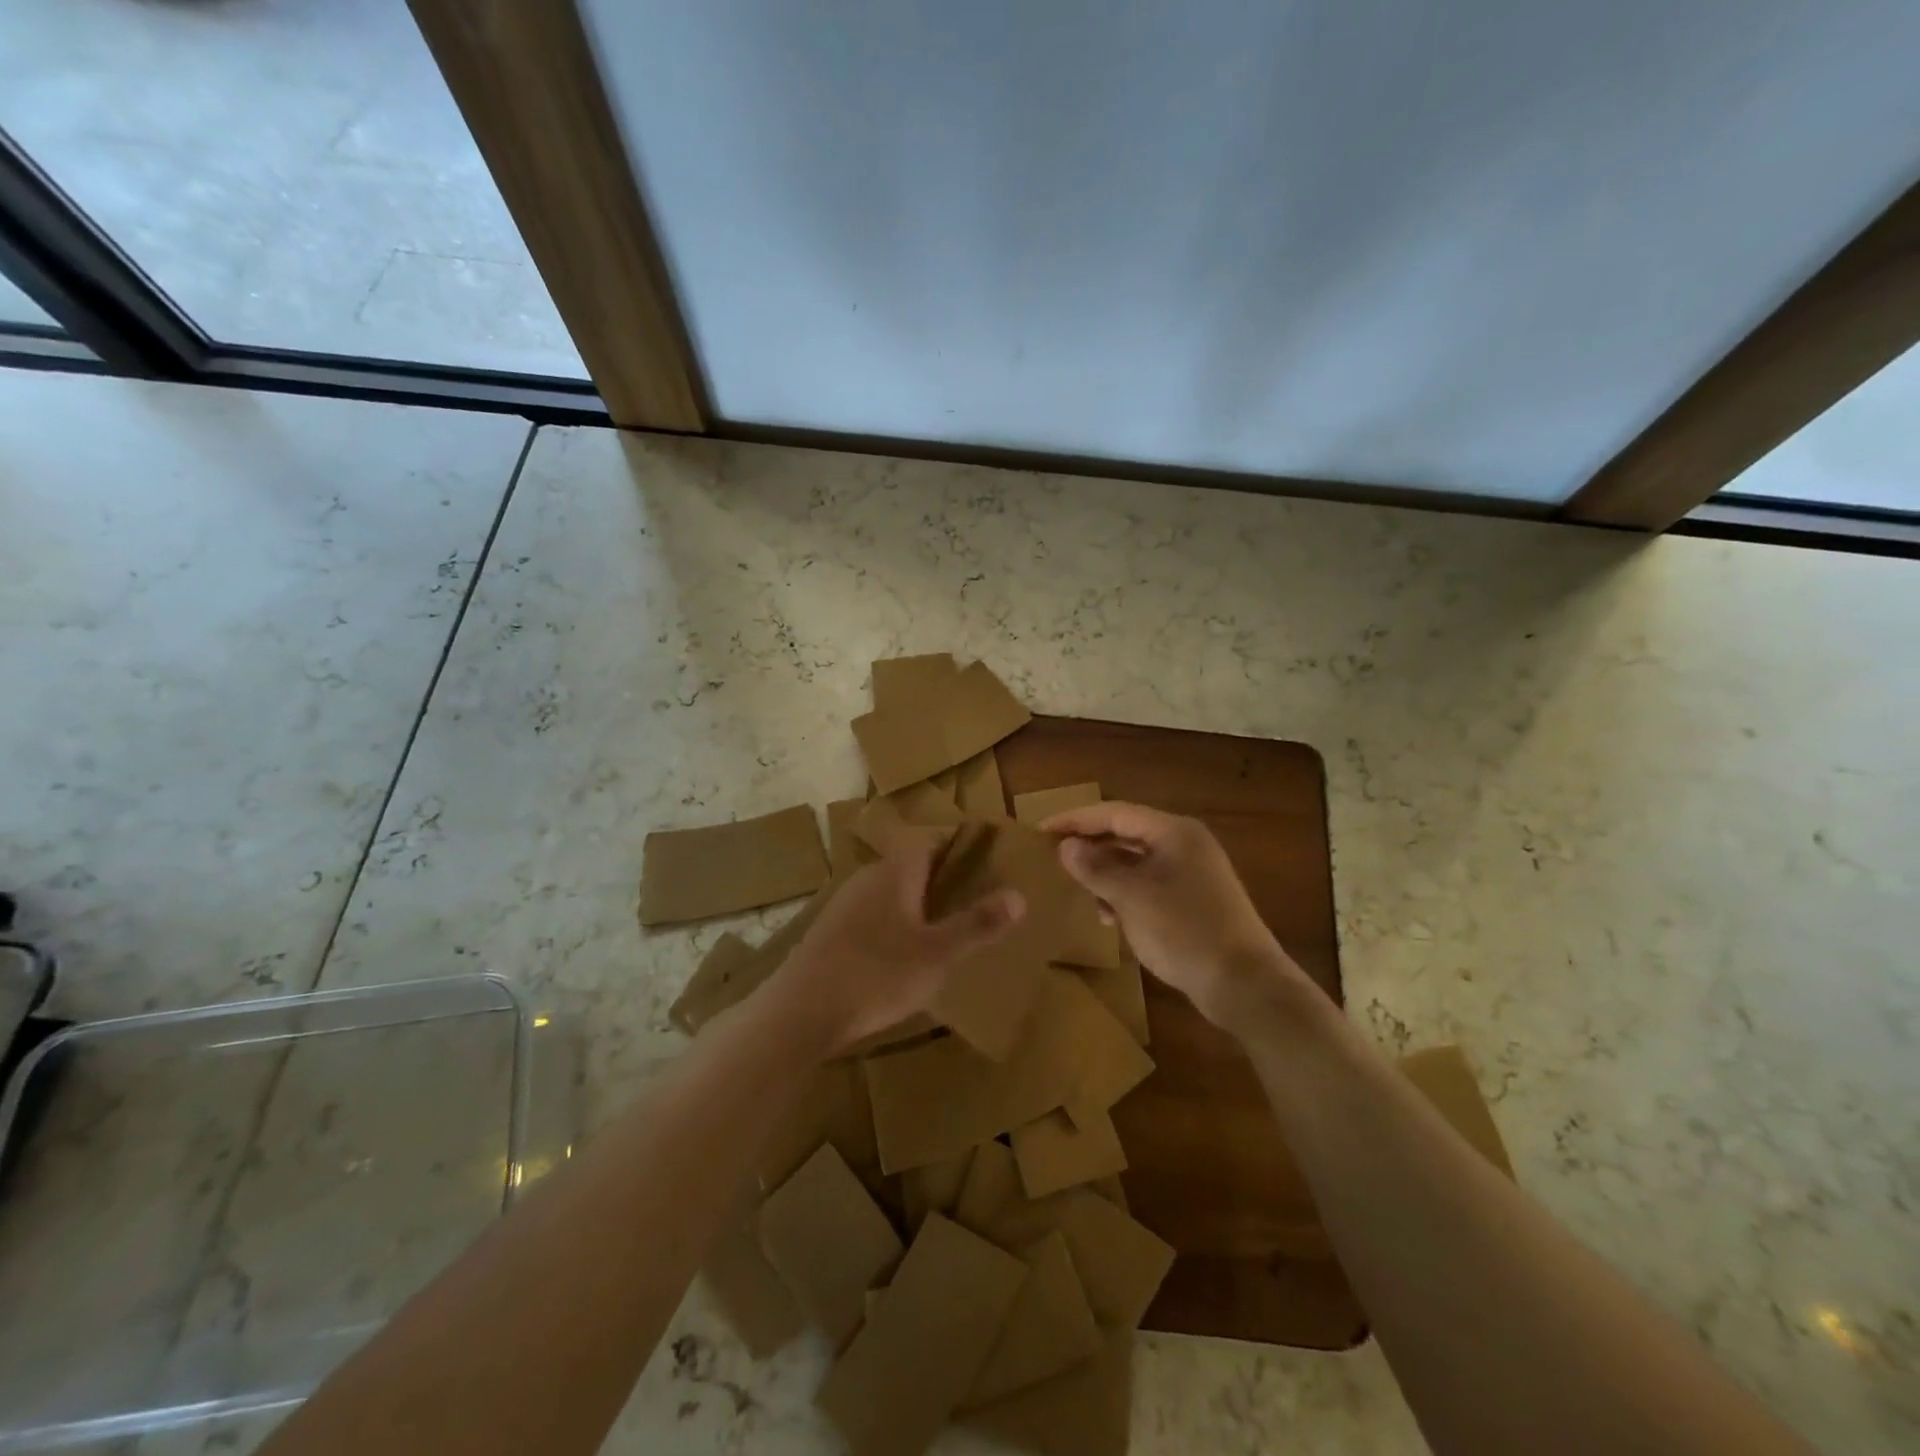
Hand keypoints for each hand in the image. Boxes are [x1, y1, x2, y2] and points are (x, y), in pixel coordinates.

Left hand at [770, 832, 1024, 1053]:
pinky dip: (893, 925)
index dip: (957, 845)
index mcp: (895, 872)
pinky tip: (901, 958)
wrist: (799, 1012)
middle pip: (910, 864)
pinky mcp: (829, 932)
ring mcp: (844, 904)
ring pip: (890, 892)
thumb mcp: (937, 955)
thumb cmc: (875, 975)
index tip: (984, 862)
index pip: (929, 839)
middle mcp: (868, 878)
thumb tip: (1019, 895)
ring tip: (944, 931)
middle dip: (941, 878)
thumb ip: (977, 924)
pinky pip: (872, 916)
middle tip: (973, 900)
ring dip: (916, 904)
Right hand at [1041, 802, 1308, 1027]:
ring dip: (1105, 872)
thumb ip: (1095, 868)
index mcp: (1174, 832)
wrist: (1244, 984)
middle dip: (1089, 845)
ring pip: (1136, 860)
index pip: (1114, 813)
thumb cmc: (1184, 932)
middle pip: (1126, 833)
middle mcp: (1185, 843)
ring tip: (1078, 889)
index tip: (1042, 830)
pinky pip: (1149, 883)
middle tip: (1053, 856)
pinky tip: (1108, 915)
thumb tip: (1066, 846)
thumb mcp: (1131, 898)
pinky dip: (1125, 892)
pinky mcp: (1194, 899)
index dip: (1075, 819)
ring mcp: (1193, 872)